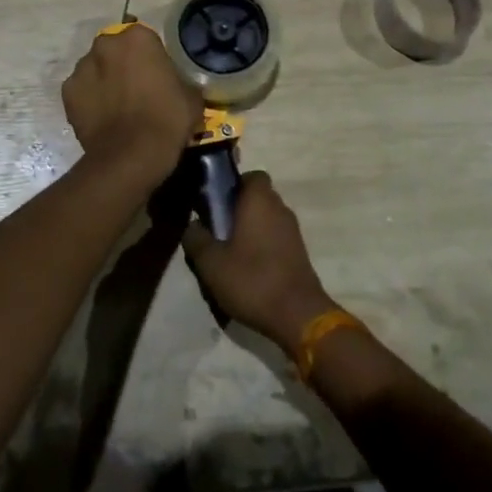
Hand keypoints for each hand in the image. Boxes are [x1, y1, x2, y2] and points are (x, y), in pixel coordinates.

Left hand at [62, 25, 200, 178]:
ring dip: (104, 80)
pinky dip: (89, 99)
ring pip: (95, 68)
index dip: (151, 59)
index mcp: (138, 38)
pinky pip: (81, 90)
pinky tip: (101, 118)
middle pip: (116, 50)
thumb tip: (177, 85)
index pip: (145, 40)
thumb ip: (181, 80)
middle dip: (123, 64)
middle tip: (136, 90)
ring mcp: (82, 67)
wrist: (131, 156)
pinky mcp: (67, 92)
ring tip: (116, 107)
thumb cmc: (167, 119)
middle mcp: (106, 44)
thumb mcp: (191, 96)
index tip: (157, 77)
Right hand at [182, 171, 336, 348]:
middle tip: (218, 230)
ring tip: (230, 254)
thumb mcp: (211, 263)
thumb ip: (196, 238)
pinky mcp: (299, 252)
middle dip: (238, 209)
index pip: (251, 175)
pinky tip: (248, 270)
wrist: (298, 316)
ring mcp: (292, 231)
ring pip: (267, 219)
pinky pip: (276, 238)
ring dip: (251, 229)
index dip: (234, 185)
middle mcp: (280, 208)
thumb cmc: (252, 280)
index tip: (217, 202)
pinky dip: (263, 246)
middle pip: (258, 197)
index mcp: (260, 200)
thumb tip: (192, 224)